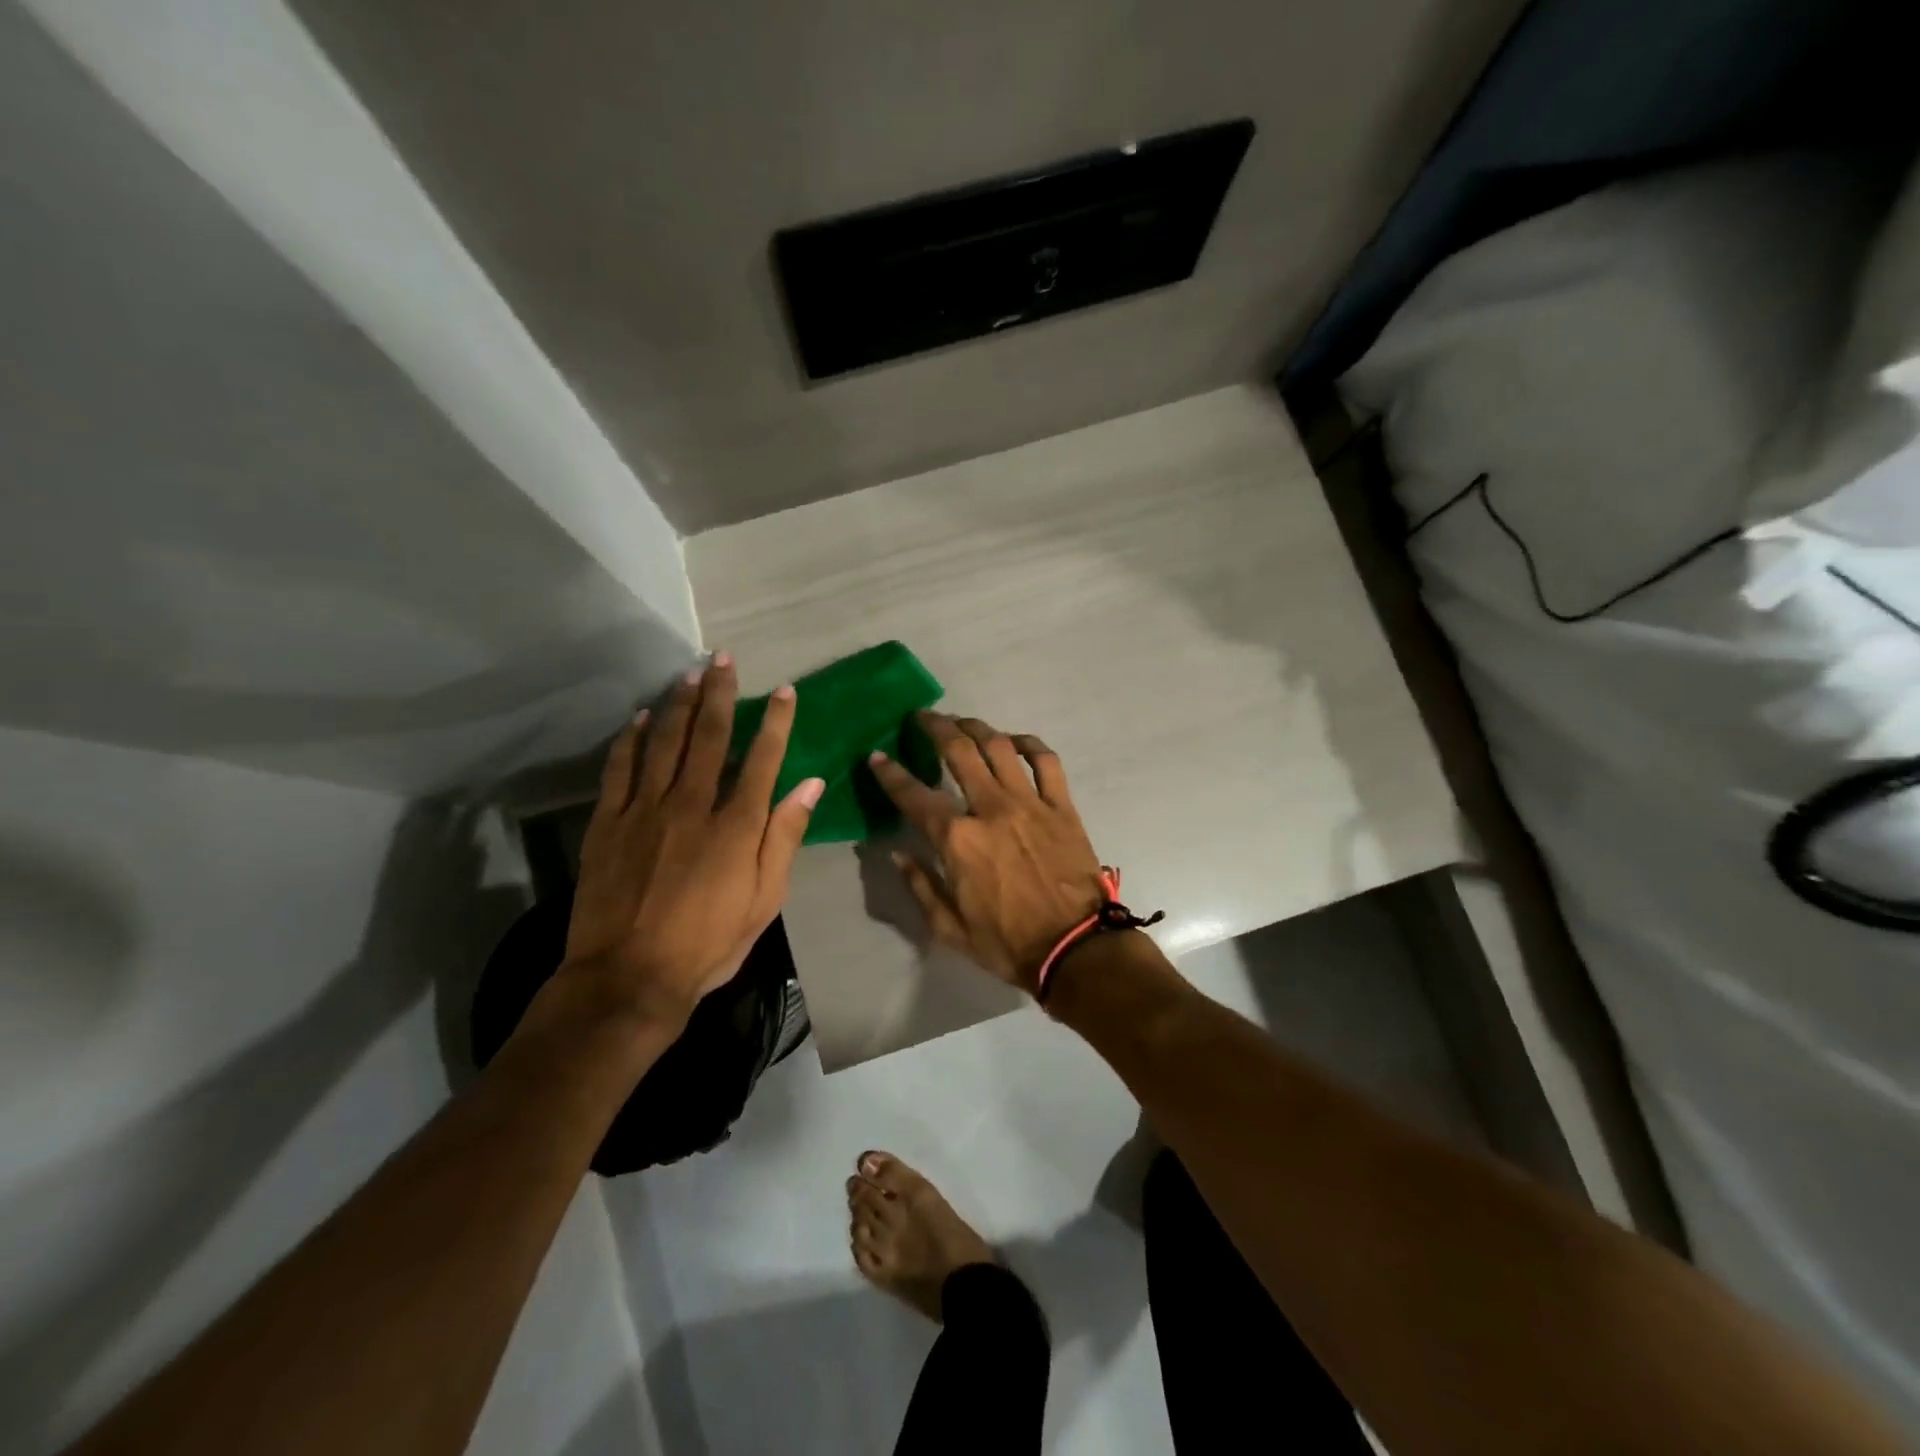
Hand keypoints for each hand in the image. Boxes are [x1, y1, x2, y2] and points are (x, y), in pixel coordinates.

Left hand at [549, 656, 823, 1036]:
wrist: (629, 978)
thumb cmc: (708, 943)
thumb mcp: (764, 900)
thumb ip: (784, 838)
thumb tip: (811, 785)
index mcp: (735, 825)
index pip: (762, 758)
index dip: (774, 721)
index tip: (783, 690)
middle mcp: (691, 804)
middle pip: (709, 737)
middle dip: (719, 694)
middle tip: (723, 658)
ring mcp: (645, 810)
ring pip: (664, 742)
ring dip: (678, 703)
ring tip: (688, 673)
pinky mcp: (608, 822)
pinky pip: (619, 768)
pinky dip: (630, 738)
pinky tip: (639, 716)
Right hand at [869, 712, 1104, 995]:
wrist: (1074, 948)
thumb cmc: (1007, 943)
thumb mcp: (949, 928)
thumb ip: (921, 886)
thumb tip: (899, 855)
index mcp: (958, 839)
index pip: (914, 796)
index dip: (890, 773)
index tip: (877, 756)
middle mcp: (991, 809)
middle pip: (959, 751)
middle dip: (935, 728)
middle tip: (923, 718)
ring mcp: (1030, 803)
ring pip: (1000, 747)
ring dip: (977, 728)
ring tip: (962, 722)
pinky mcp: (1061, 806)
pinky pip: (1046, 761)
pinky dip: (1029, 744)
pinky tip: (1014, 740)